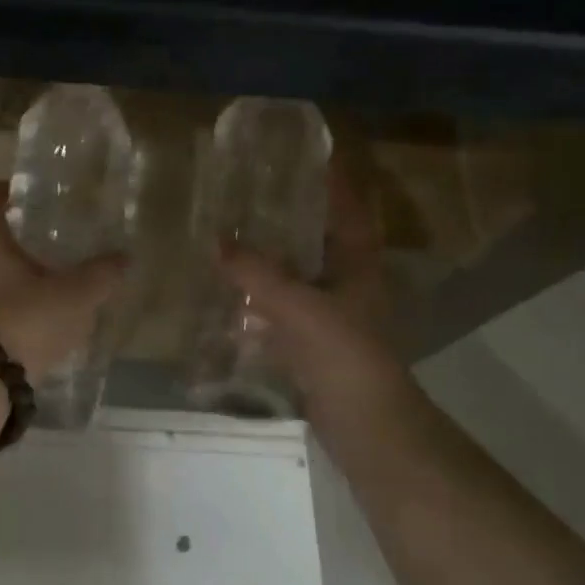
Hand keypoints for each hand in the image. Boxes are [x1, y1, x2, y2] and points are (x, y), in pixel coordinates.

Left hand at [0, 182, 126, 379]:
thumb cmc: (23, 319)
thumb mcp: (74, 296)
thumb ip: (100, 274)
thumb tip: (124, 258)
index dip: (9, 191)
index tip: (32, 196)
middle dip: (16, 237)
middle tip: (49, 242)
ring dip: (7, 272)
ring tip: (44, 282)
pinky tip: (27, 317)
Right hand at [218, 172, 411, 415]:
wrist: (367, 427)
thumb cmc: (344, 353)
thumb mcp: (299, 306)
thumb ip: (257, 274)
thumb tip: (218, 241)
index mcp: (358, 266)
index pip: (349, 212)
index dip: (336, 184)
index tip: (312, 157)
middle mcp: (348, 286)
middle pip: (320, 242)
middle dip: (292, 221)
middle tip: (255, 196)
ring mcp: (332, 318)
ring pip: (299, 279)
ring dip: (272, 263)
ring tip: (235, 240)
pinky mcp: (314, 347)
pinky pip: (283, 314)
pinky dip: (260, 304)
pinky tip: (231, 298)